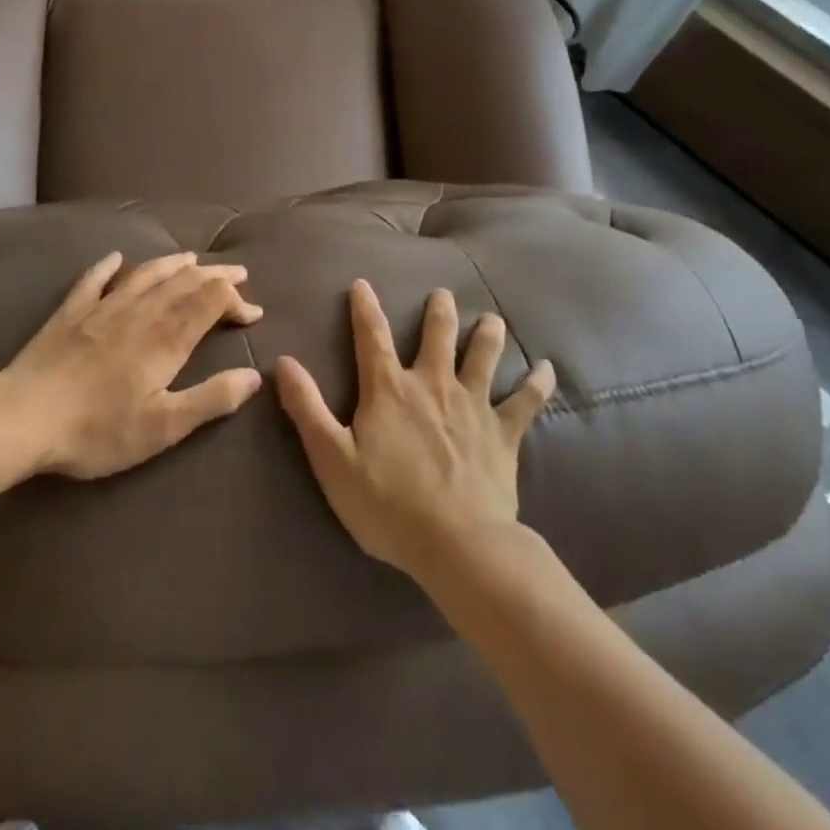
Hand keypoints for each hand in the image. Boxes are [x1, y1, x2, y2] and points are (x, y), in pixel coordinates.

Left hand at [3, 251, 263, 478]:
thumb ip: (211, 399)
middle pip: (185, 283)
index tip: (253, 313)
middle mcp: (141, 312)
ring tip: (192, 258)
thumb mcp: (164, 426)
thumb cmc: (98, 429)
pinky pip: (93, 280)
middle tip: (238, 273)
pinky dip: (108, 266)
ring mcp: (103, 308)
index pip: (211, 303)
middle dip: (215, 276)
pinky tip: (115, 258)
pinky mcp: (70, 312)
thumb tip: (253, 377)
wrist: (24, 417)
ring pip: (146, 274)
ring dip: (173, 264)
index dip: (235, 301)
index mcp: (167, 338)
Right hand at [275, 281, 554, 579]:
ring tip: (491, 318)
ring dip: (487, 334)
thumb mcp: (332, 459)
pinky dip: (537, 383)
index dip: (365, 308)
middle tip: (442, 294)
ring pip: (483, 357)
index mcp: (390, 390)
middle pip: (437, 336)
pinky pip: (525, 402)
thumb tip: (283, 362)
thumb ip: (307, 408)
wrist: (457, 545)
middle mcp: (433, 385)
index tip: (362, 284)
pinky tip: (546, 368)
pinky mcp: (503, 433)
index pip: (371, 337)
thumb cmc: (387, 504)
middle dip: (438, 311)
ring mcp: (473, 406)